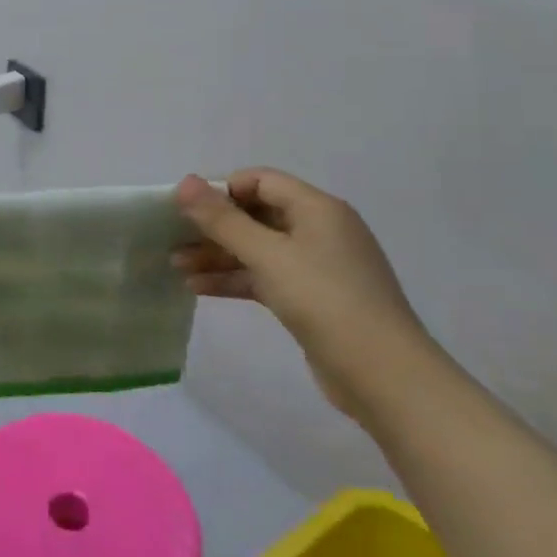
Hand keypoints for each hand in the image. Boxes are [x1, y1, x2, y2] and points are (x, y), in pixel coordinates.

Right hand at [173, 169, 437, 420]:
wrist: (384, 376)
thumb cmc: (325, 300)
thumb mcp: (267, 255)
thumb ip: (222, 219)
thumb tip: (185, 182)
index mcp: (317, 208)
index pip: (260, 180)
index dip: (221, 190)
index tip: (186, 210)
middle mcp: (319, 230)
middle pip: (256, 215)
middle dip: (213, 227)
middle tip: (172, 239)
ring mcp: (318, 266)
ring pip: (257, 249)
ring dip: (218, 255)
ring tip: (176, 267)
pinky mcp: (313, 298)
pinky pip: (265, 276)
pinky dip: (234, 279)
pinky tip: (199, 289)